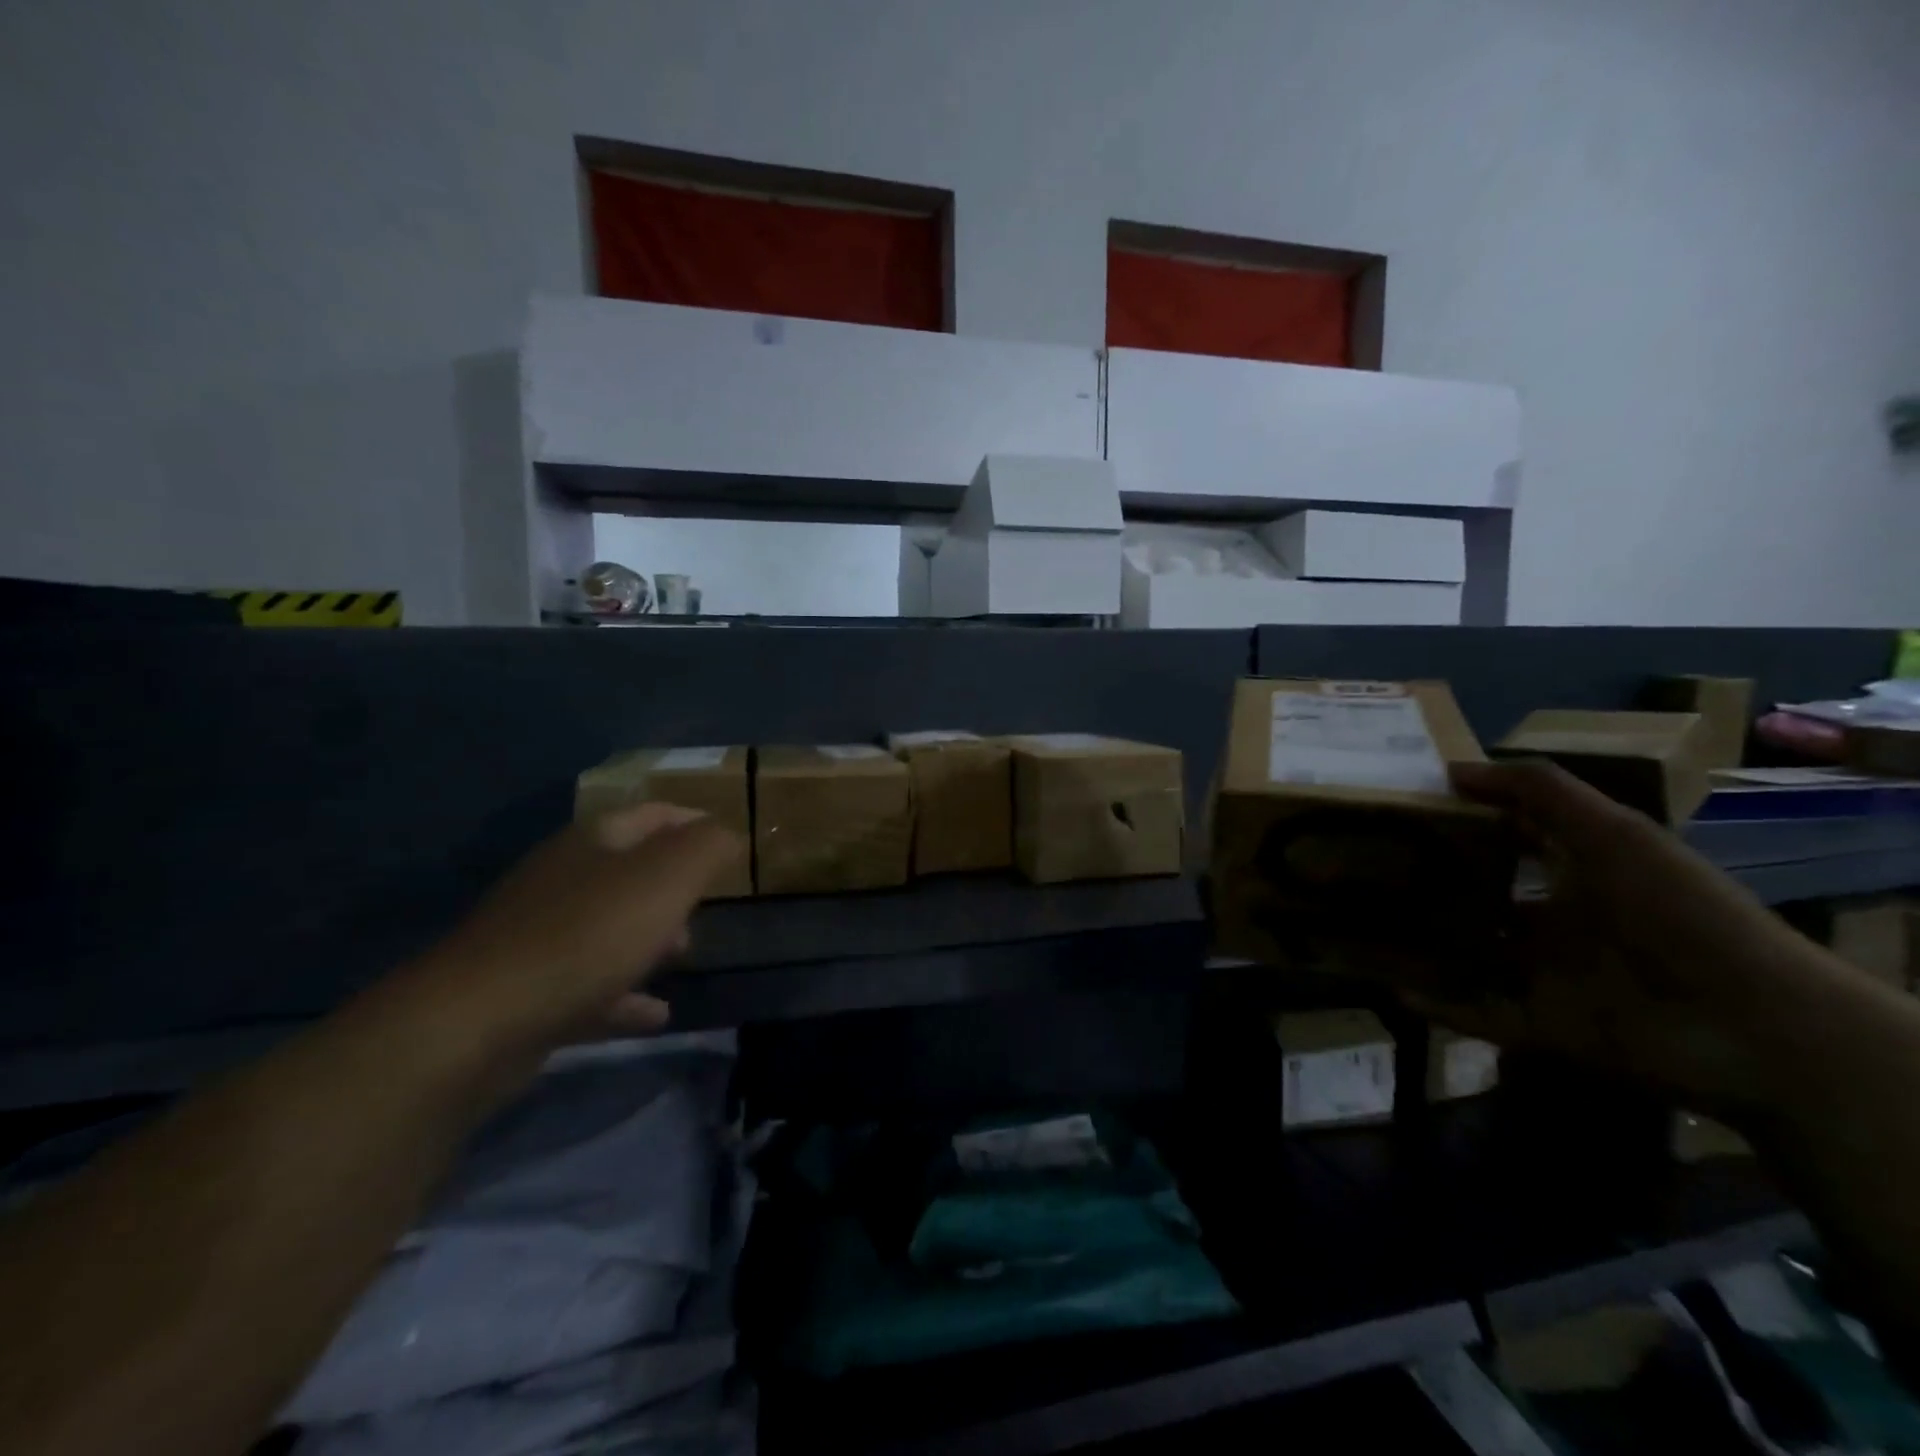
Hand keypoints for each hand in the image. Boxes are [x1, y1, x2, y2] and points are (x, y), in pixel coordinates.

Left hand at [404, 803, 743, 1053]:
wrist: (476, 1025)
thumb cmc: (586, 936)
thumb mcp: (667, 878)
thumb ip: (708, 847)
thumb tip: (727, 834)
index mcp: (592, 842)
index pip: (653, 813)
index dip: (694, 821)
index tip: (729, 841)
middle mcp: (561, 880)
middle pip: (629, 870)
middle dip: (673, 886)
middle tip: (707, 905)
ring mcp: (538, 937)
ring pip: (608, 927)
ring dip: (649, 938)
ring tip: (684, 955)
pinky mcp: (527, 991)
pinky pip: (591, 985)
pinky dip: (625, 995)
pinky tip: (655, 1015)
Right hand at [1398, 759, 1836, 1118]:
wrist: (1752, 1026)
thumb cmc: (1676, 912)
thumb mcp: (1613, 833)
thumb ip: (1538, 792)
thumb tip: (1453, 769)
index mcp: (1582, 873)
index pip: (1513, 839)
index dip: (1465, 821)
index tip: (1403, 809)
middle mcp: (1561, 922)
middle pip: (1484, 899)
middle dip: (1433, 886)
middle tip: (1365, 868)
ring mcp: (1550, 977)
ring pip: (1472, 956)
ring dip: (1427, 946)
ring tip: (1363, 927)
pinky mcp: (1543, 1026)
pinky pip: (1477, 1014)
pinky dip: (1438, 1005)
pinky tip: (1392, 989)